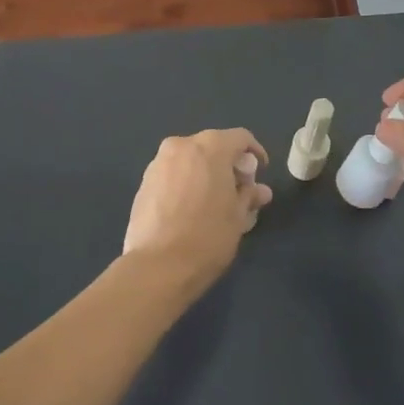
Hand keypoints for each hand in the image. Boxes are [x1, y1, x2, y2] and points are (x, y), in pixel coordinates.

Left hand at [121, 129, 273, 289]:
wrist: (158, 266)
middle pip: (213, 147)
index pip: (240, 138)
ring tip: (215, 203)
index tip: (259, 174)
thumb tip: (260, 190)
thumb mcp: (238, 216)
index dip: (255, 153)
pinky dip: (186, 184)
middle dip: (228, 166)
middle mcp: (181, 145)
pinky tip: (190, 210)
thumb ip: (249, 195)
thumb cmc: (208, 236)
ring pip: (190, 161)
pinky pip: (173, 175)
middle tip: (239, 192)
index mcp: (210, 147)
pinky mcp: (143, 183)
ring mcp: (158, 163)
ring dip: (205, 175)